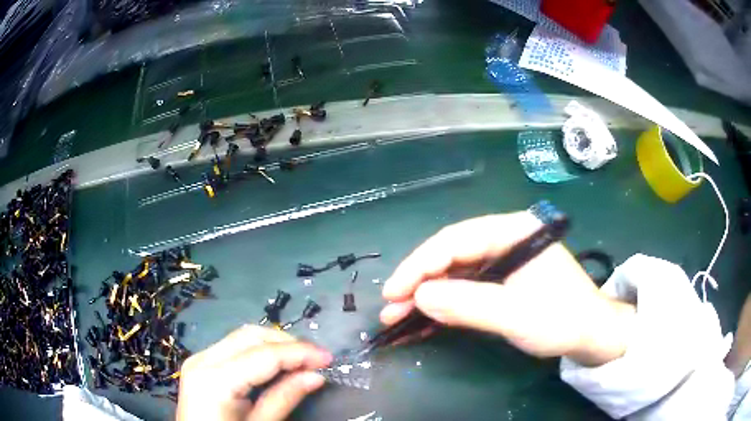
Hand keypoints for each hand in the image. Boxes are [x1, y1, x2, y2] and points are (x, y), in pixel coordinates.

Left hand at [176, 325, 331, 420]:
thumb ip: (284, 398)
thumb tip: (316, 376)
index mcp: (215, 380)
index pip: (264, 355)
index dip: (300, 353)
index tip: (329, 358)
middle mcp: (203, 359)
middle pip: (251, 336)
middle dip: (287, 343)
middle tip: (316, 359)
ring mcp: (199, 358)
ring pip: (242, 336)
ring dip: (274, 344)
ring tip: (301, 360)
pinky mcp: (200, 363)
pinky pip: (233, 347)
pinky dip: (259, 350)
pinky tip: (276, 363)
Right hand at [380, 212, 634, 365]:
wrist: (590, 334)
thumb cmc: (561, 319)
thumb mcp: (516, 315)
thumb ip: (468, 304)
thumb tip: (418, 297)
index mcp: (513, 231)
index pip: (456, 240)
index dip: (420, 265)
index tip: (393, 292)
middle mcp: (504, 239)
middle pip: (451, 254)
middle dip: (418, 281)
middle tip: (390, 308)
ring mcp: (502, 260)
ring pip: (453, 272)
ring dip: (425, 295)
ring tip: (397, 317)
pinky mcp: (500, 281)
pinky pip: (464, 288)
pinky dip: (443, 305)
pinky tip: (422, 320)